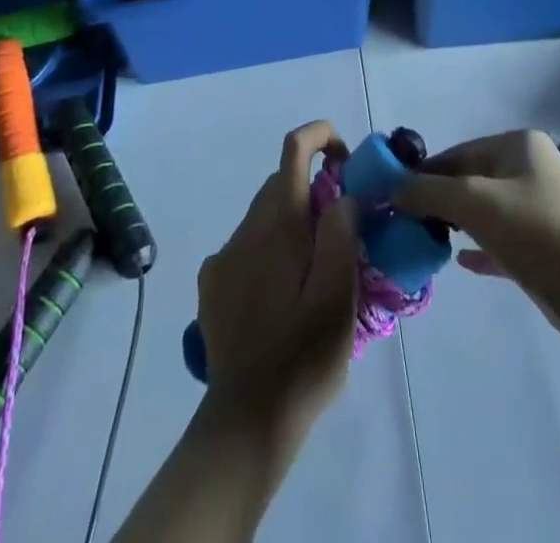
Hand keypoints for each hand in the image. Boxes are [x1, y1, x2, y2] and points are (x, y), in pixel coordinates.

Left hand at [196, 120, 361, 436]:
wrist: (246, 423)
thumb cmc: (303, 357)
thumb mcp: (338, 295)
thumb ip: (341, 233)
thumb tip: (343, 194)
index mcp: (278, 222)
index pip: (294, 147)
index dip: (322, 137)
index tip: (347, 164)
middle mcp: (245, 227)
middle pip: (281, 182)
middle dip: (315, 189)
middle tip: (344, 230)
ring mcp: (223, 256)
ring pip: (264, 216)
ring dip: (293, 224)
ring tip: (317, 273)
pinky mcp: (213, 284)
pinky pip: (247, 246)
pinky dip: (270, 250)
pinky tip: (282, 295)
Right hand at [395, 129, 559, 342]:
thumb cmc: (535, 232)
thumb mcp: (473, 202)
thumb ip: (427, 191)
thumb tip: (391, 188)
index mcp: (518, 144)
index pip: (457, 152)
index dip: (423, 174)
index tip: (393, 197)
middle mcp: (531, 167)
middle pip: (470, 179)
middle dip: (438, 200)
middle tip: (407, 222)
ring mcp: (541, 206)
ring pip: (486, 210)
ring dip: (456, 224)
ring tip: (425, 240)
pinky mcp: (546, 245)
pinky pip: (502, 238)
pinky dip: (479, 247)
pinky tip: (459, 262)